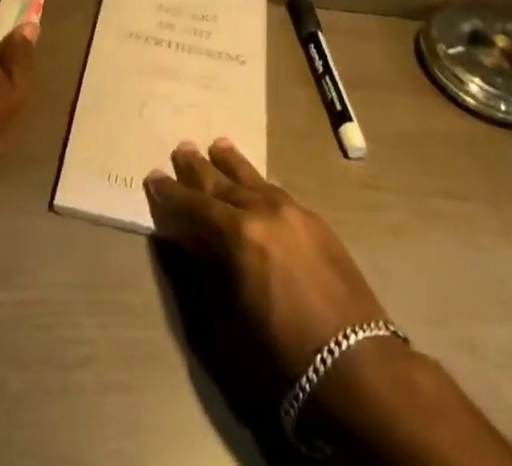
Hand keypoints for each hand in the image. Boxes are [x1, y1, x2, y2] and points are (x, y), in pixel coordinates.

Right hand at [144, 138, 389, 375]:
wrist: (358, 364)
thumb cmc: (282, 355)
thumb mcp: (228, 323)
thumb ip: (204, 272)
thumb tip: (186, 238)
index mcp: (237, 234)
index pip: (194, 205)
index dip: (171, 193)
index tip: (153, 176)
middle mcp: (264, 210)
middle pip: (223, 182)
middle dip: (199, 167)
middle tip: (182, 148)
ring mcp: (293, 211)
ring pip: (254, 178)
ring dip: (232, 164)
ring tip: (218, 145)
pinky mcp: (317, 222)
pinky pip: (277, 191)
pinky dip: (259, 184)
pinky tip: (256, 183)